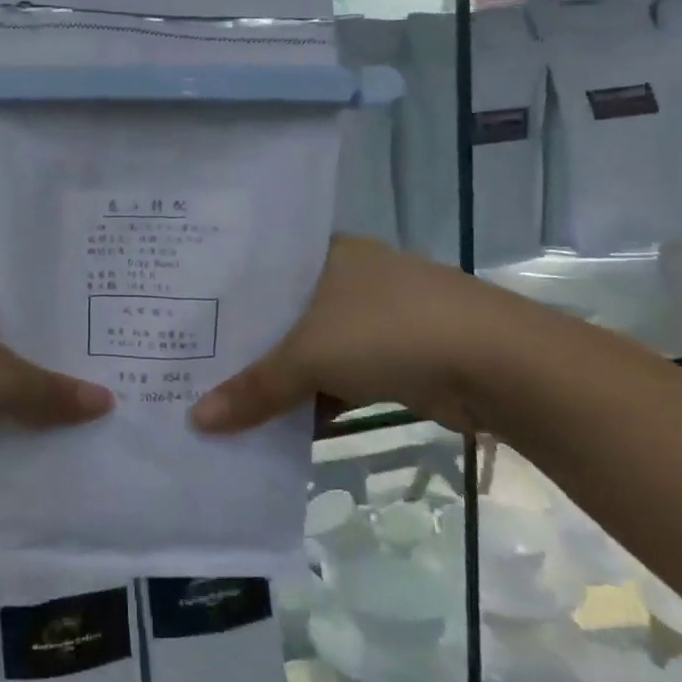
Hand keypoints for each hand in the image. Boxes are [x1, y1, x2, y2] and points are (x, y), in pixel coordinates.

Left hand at [0, 257, 111, 460]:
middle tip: (92, 364)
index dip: (60, 299)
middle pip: (3, 316)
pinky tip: (5, 420)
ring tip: (59, 394)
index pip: (24, 274)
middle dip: (40, 344)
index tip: (97, 323)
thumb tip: (106, 402)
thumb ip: (51, 392)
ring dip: (8, 375)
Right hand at [189, 236, 519, 436]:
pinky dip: (312, 402)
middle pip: (282, 315)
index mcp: (326, 255)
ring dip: (279, 381)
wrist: (497, 364)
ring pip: (309, 351)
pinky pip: (336, 379)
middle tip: (191, 366)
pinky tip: (275, 427)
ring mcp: (373, 320)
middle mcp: (347, 280)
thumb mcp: (309, 356)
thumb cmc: (389, 331)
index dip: (223, 296)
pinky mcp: (394, 359)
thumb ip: (253, 389)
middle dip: (246, 347)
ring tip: (222, 401)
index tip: (184, 319)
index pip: (260, 269)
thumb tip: (195, 422)